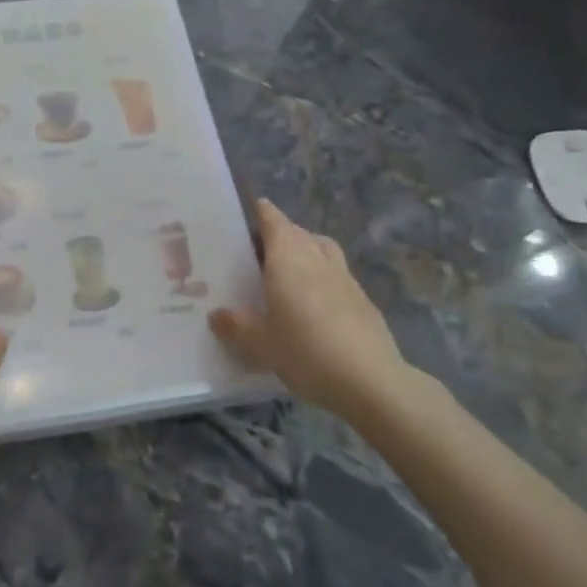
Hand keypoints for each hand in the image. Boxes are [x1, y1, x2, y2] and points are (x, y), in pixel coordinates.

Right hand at [209, 198, 414, 414]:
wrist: (370, 380)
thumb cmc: (304, 351)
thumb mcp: (259, 343)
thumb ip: (236, 325)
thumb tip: (216, 315)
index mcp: (287, 259)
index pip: (274, 221)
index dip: (263, 212)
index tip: (254, 206)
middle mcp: (316, 259)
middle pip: (299, 232)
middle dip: (282, 232)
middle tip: (261, 247)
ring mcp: (345, 278)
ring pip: (323, 249)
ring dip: (307, 248)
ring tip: (292, 267)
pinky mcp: (364, 300)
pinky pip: (338, 275)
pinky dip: (325, 276)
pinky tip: (317, 302)